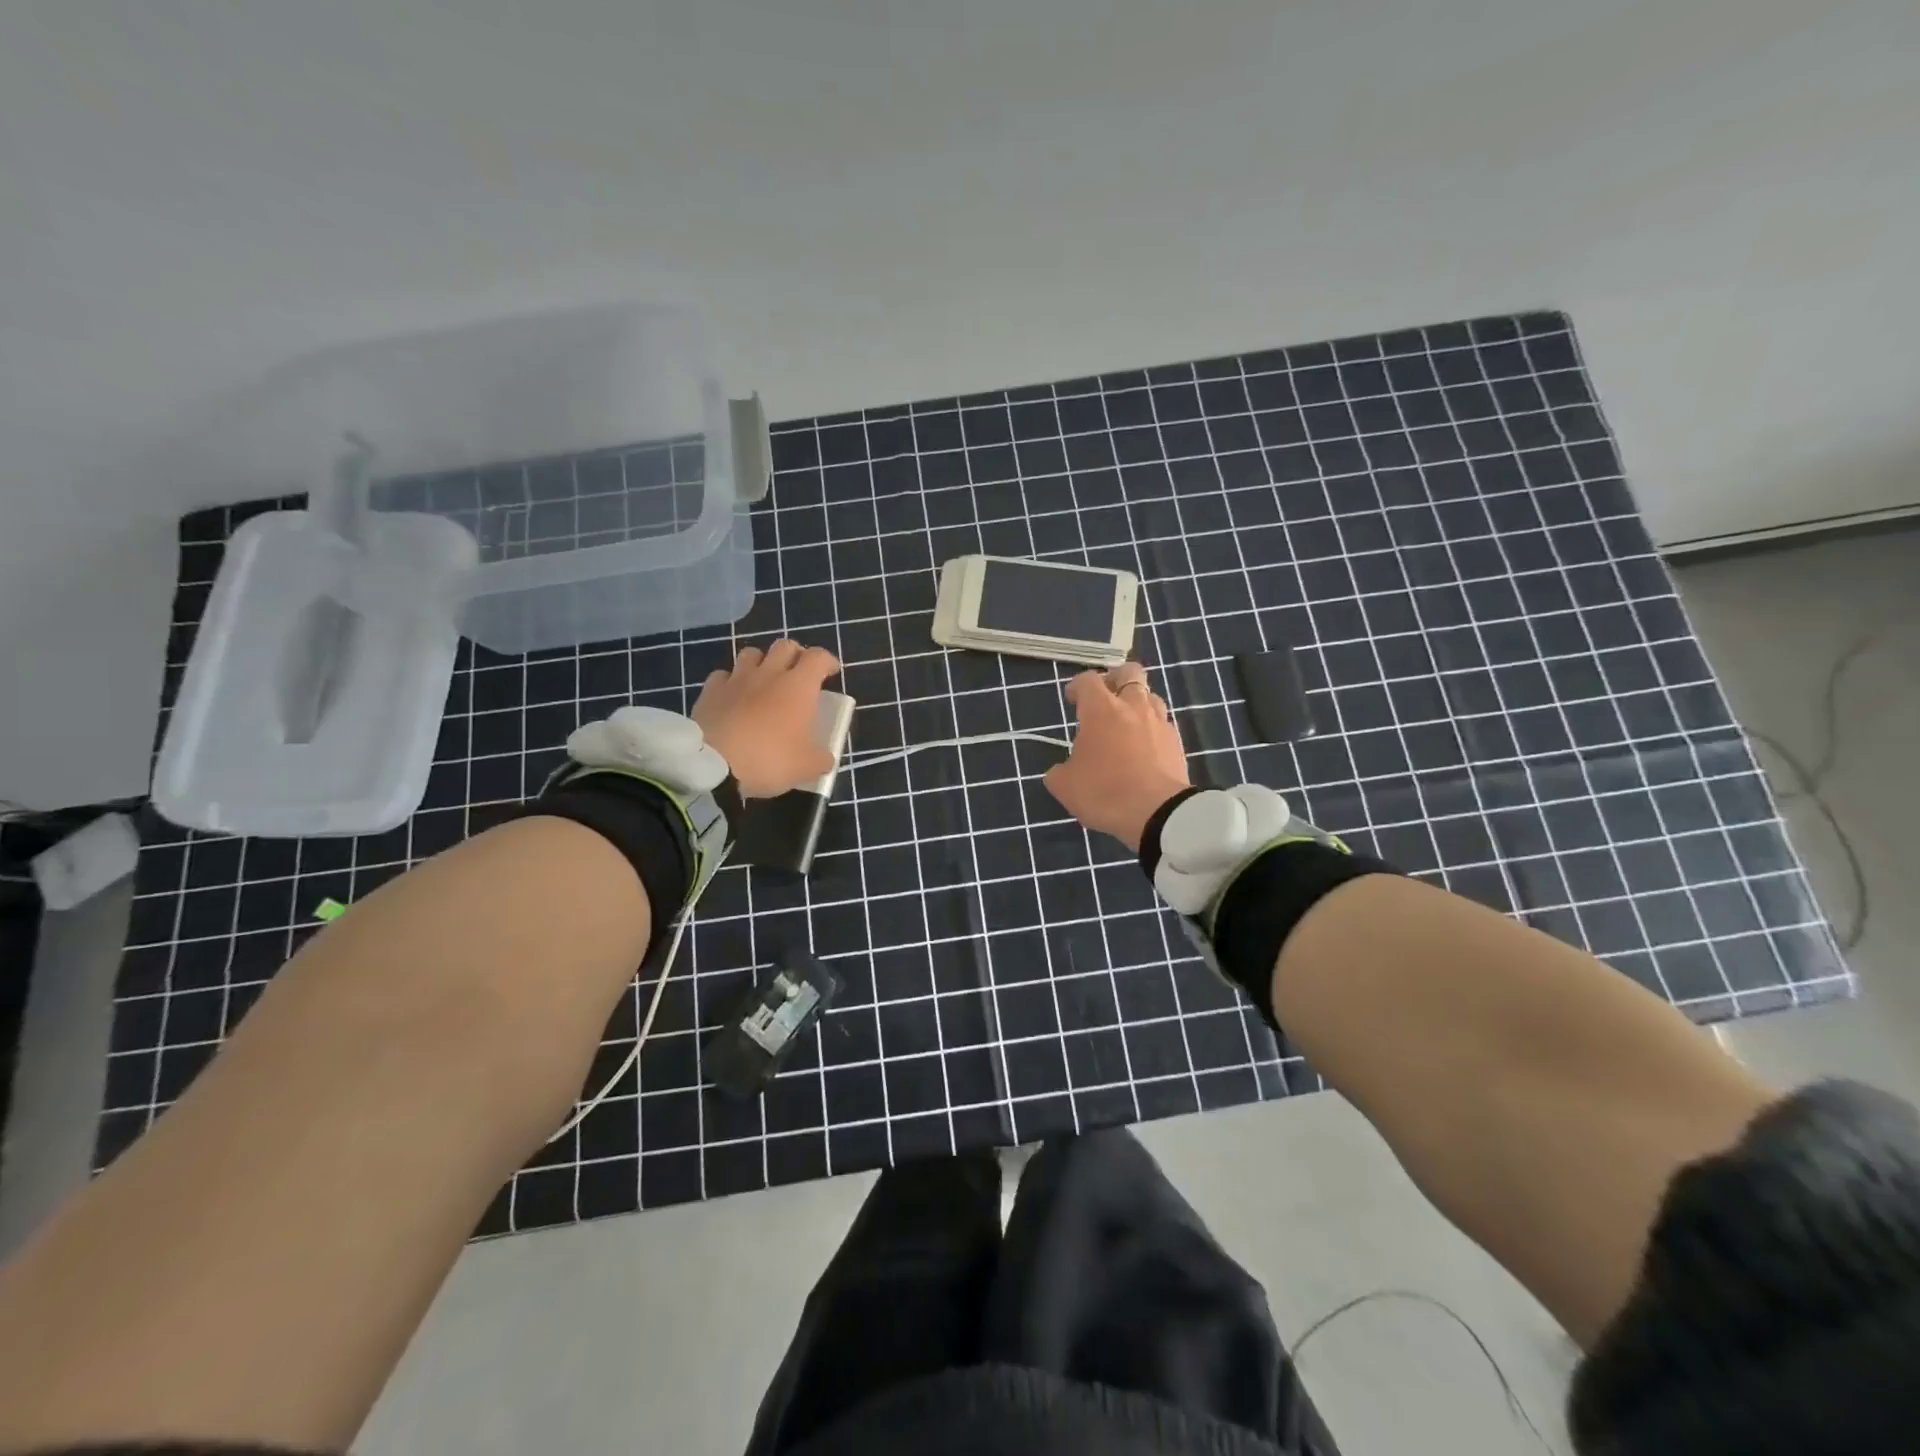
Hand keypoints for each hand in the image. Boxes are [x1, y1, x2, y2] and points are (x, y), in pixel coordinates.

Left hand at [692, 640, 841, 797]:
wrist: (714, 766)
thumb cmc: (770, 760)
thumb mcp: (807, 767)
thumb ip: (821, 758)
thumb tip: (824, 757)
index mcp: (799, 686)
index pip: (818, 657)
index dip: (827, 661)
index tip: (830, 673)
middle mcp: (769, 673)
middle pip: (785, 646)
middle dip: (795, 655)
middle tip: (798, 672)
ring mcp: (736, 679)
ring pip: (752, 653)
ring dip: (762, 662)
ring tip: (764, 681)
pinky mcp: (710, 691)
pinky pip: (723, 675)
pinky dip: (731, 682)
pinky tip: (732, 697)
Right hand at [1044, 662, 1190, 851]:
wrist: (1158, 814)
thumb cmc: (1104, 792)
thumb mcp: (1064, 786)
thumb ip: (1059, 771)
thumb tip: (1061, 770)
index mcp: (1101, 710)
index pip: (1088, 680)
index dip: (1077, 686)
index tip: (1072, 699)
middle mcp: (1133, 707)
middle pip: (1129, 672)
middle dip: (1116, 679)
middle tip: (1105, 697)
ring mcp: (1159, 723)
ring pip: (1151, 696)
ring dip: (1137, 703)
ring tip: (1126, 724)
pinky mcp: (1177, 743)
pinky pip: (1163, 725)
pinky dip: (1152, 729)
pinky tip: (1144, 749)